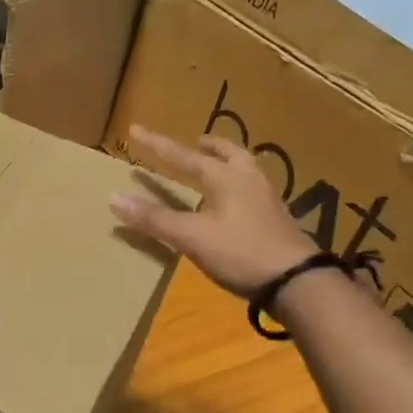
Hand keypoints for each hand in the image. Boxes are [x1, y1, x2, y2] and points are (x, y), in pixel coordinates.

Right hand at [109, 125, 317, 297]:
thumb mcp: (191, 237)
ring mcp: (267, 199)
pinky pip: (254, 189)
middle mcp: (248, 180)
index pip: (183, 156)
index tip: (135, 130)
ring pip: (246, 169)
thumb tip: (115, 197)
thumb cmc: (241, 253)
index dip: (157, 145)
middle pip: (228, 153)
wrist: (297, 282)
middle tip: (196, 141)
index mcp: (224, 178)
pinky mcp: (277, 219)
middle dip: (209, 147)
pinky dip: (239, 184)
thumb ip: (154, 218)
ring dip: (228, 162)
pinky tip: (235, 201)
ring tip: (217, 166)